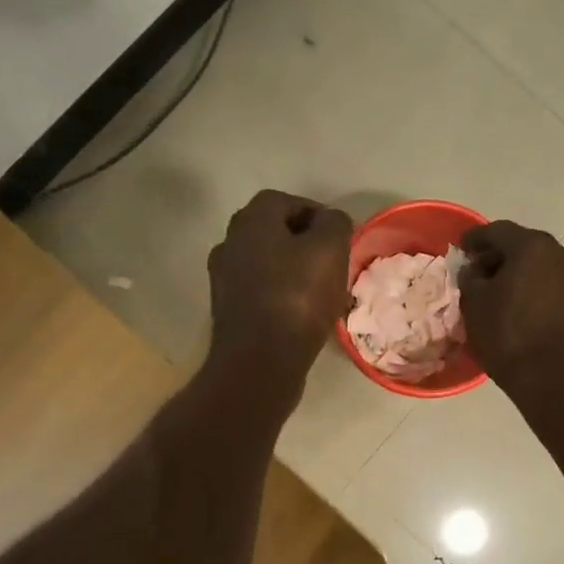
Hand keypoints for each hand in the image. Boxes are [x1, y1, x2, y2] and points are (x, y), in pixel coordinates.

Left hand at [207, 189, 353, 397]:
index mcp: (251, 221)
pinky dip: (282, 295)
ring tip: (322, 292)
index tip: (339, 237)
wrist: (260, 362)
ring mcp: (224, 279)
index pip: (286, 202)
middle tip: (332, 263)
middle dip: (305, 243)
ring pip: (267, 264)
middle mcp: (230, 243)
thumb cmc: (298, 297)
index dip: (316, 214)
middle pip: (273, 232)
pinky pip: (260, 292)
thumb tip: (330, 220)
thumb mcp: (330, 250)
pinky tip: (303, 315)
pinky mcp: (227, 311)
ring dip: (294, 271)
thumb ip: (334, 224)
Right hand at [458, 220, 563, 401]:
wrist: (552, 380)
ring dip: (516, 273)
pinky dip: (532, 288)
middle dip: (497, 256)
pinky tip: (516, 307)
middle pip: (522, 246)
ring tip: (494, 291)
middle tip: (475, 270)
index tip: (460, 248)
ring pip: (538, 266)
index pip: (497, 231)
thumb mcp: (474, 304)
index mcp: (533, 247)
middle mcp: (561, 254)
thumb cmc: (507, 335)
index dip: (474, 238)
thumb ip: (470, 277)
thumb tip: (474, 270)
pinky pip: (550, 285)